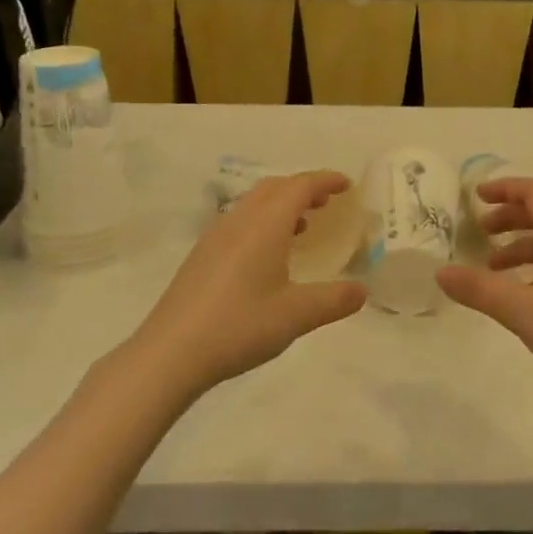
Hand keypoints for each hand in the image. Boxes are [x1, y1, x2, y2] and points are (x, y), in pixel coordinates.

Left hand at [131, 170, 366, 393]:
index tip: (347, 185)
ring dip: (281, 205)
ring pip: (253, 204)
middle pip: (274, 188)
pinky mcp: (201, 257)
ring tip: (302, 227)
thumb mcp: (296, 315)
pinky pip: (239, 222)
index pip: (300, 187)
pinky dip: (262, 223)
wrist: (170, 353)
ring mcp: (215, 237)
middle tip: (327, 202)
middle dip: (303, 188)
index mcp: (265, 225)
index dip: (325, 181)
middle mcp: (239, 221)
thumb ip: (334, 300)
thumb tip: (362, 290)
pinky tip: (267, 256)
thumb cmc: (239, 325)